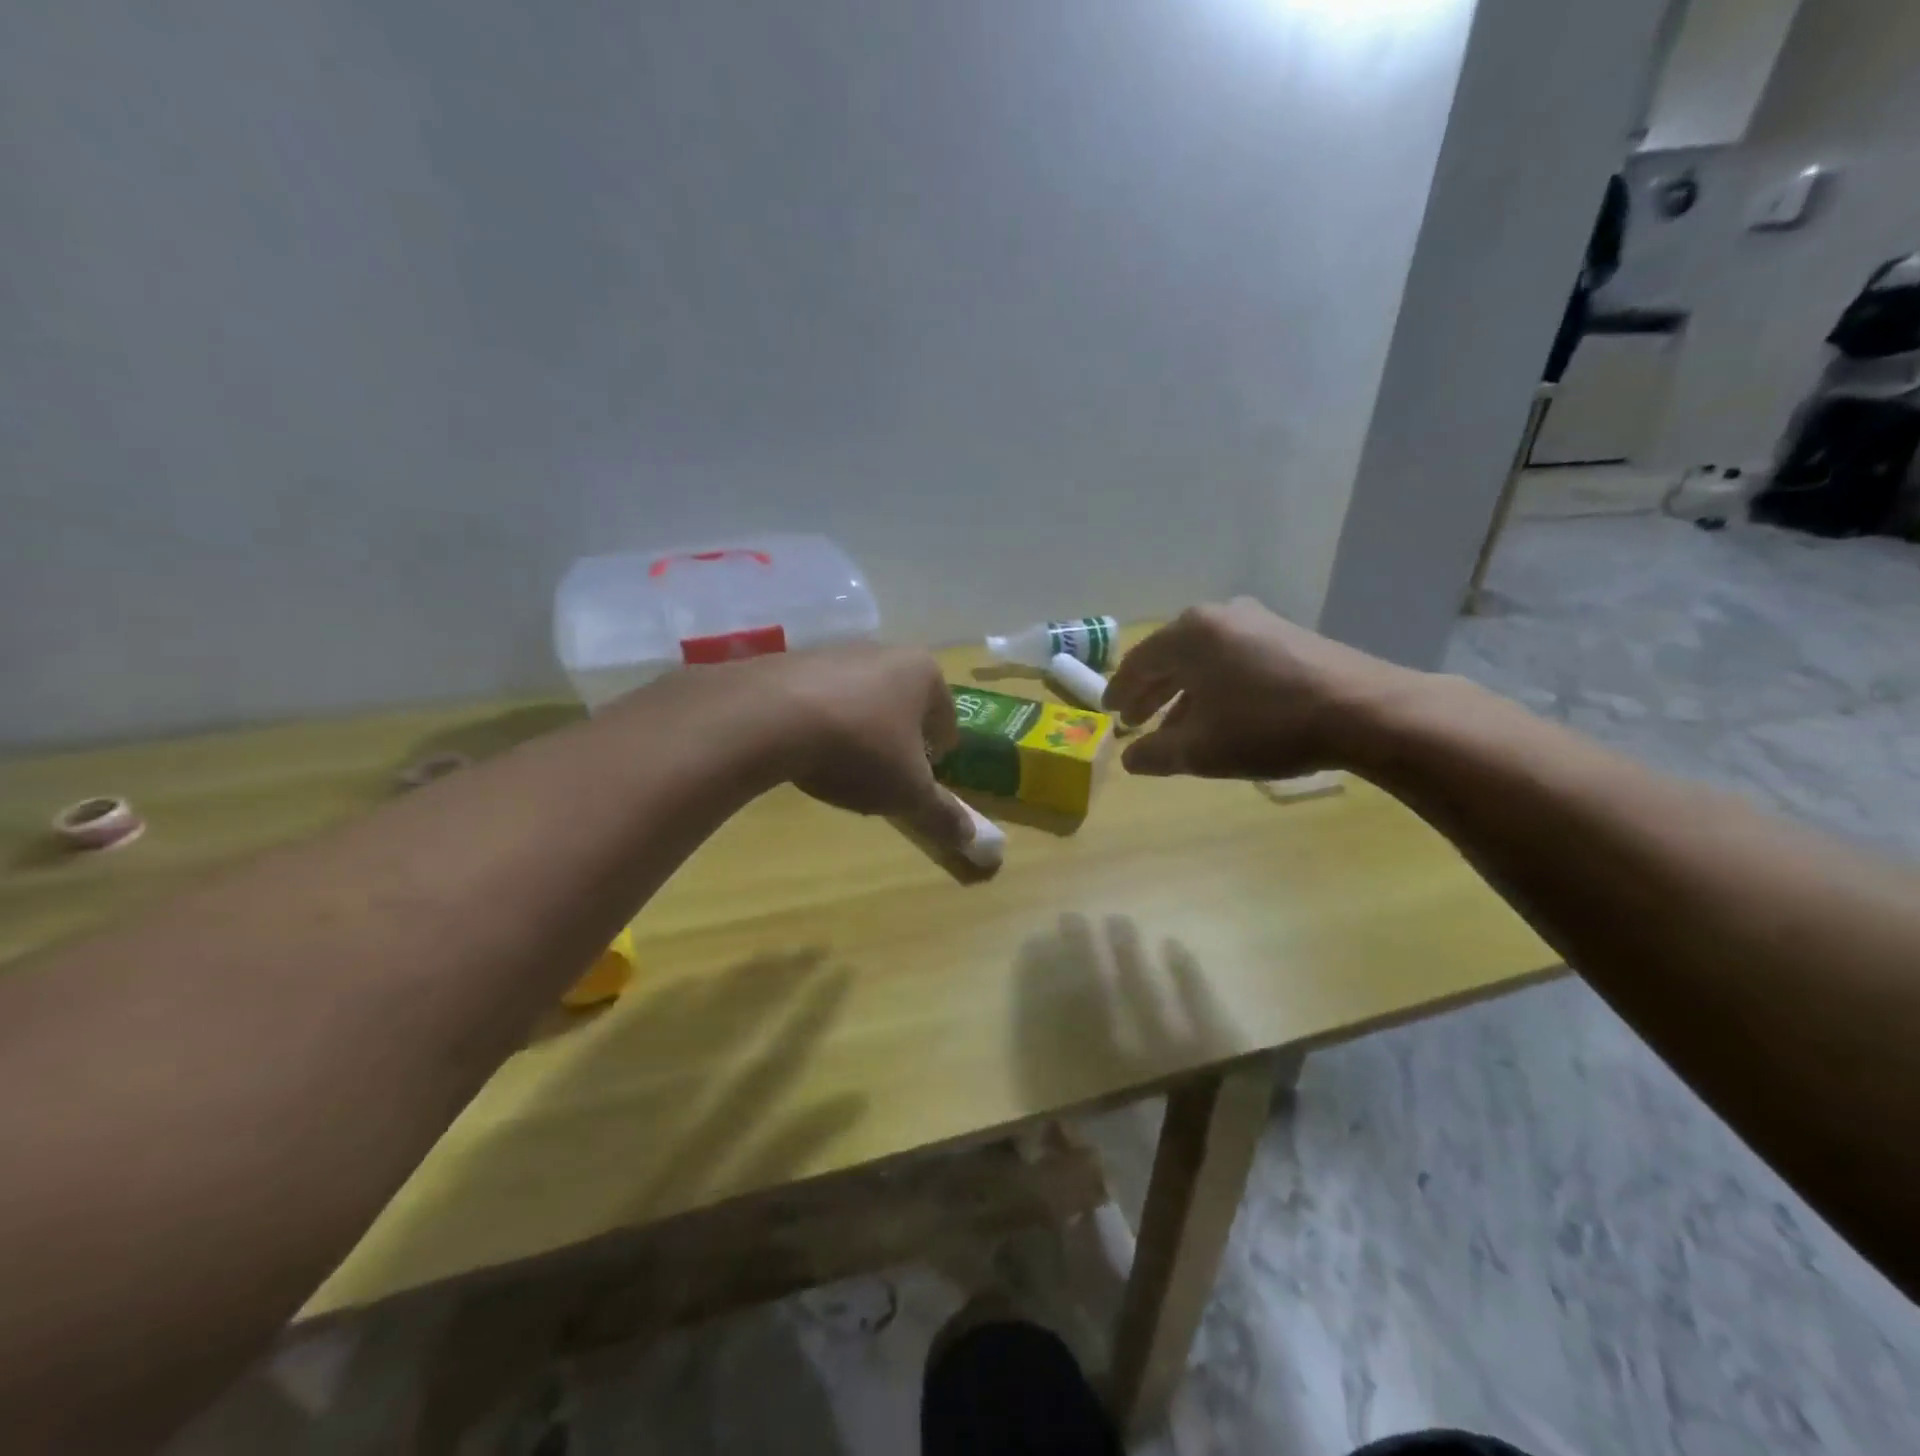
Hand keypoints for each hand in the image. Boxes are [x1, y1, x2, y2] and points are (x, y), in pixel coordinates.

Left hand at [763, 645, 974, 847]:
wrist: (767, 717)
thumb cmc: (859, 749)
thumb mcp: (908, 792)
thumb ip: (941, 814)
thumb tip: (972, 839)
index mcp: (923, 673)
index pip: (946, 716)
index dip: (941, 750)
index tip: (929, 773)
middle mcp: (884, 652)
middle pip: (904, 702)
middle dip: (900, 736)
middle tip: (890, 772)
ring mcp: (835, 652)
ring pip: (862, 697)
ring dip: (861, 727)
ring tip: (845, 764)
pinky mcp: (792, 662)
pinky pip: (821, 698)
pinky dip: (822, 722)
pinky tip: (807, 749)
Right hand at [1102, 599, 1421, 779]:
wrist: (1365, 711)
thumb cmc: (1266, 726)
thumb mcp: (1200, 749)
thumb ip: (1155, 753)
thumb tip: (1130, 758)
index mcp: (1189, 635)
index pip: (1138, 662)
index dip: (1120, 691)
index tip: (1109, 713)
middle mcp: (1219, 617)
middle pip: (1170, 656)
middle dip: (1150, 692)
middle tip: (1134, 719)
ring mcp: (1257, 622)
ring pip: (1203, 659)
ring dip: (1183, 692)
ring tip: (1174, 726)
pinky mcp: (1288, 636)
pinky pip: (1233, 659)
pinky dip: (1215, 685)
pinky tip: (1219, 714)